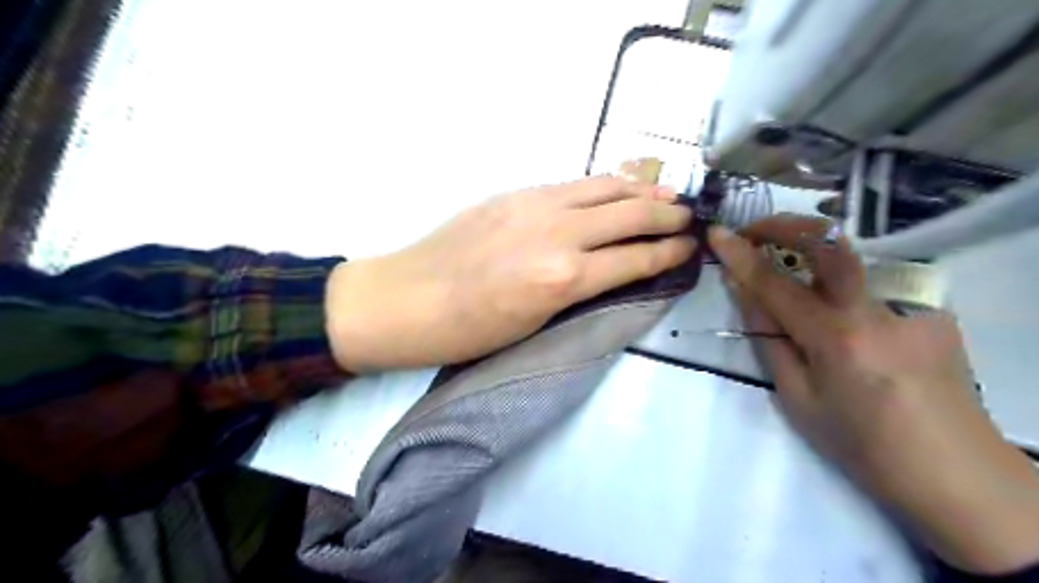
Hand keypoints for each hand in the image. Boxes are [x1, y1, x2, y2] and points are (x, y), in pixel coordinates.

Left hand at [329, 176, 692, 371]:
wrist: (408, 298)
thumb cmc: (470, 330)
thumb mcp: (536, 322)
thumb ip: (580, 288)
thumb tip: (613, 269)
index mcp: (564, 277)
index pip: (634, 258)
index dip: (669, 252)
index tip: (691, 247)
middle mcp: (558, 232)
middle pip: (630, 213)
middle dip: (667, 215)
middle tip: (689, 217)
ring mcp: (535, 204)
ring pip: (605, 186)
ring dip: (641, 188)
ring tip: (666, 193)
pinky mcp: (516, 192)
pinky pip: (573, 183)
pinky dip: (604, 185)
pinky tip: (615, 188)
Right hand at [712, 211, 1037, 572]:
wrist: (953, 472)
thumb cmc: (861, 443)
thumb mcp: (797, 397)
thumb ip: (770, 337)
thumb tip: (746, 292)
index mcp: (837, 339)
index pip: (775, 283)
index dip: (740, 255)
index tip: (717, 233)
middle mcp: (877, 309)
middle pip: (828, 242)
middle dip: (783, 225)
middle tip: (754, 231)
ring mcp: (913, 304)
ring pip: (852, 257)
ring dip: (811, 251)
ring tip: (789, 268)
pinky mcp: (933, 309)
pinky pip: (873, 283)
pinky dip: (843, 286)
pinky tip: (843, 314)